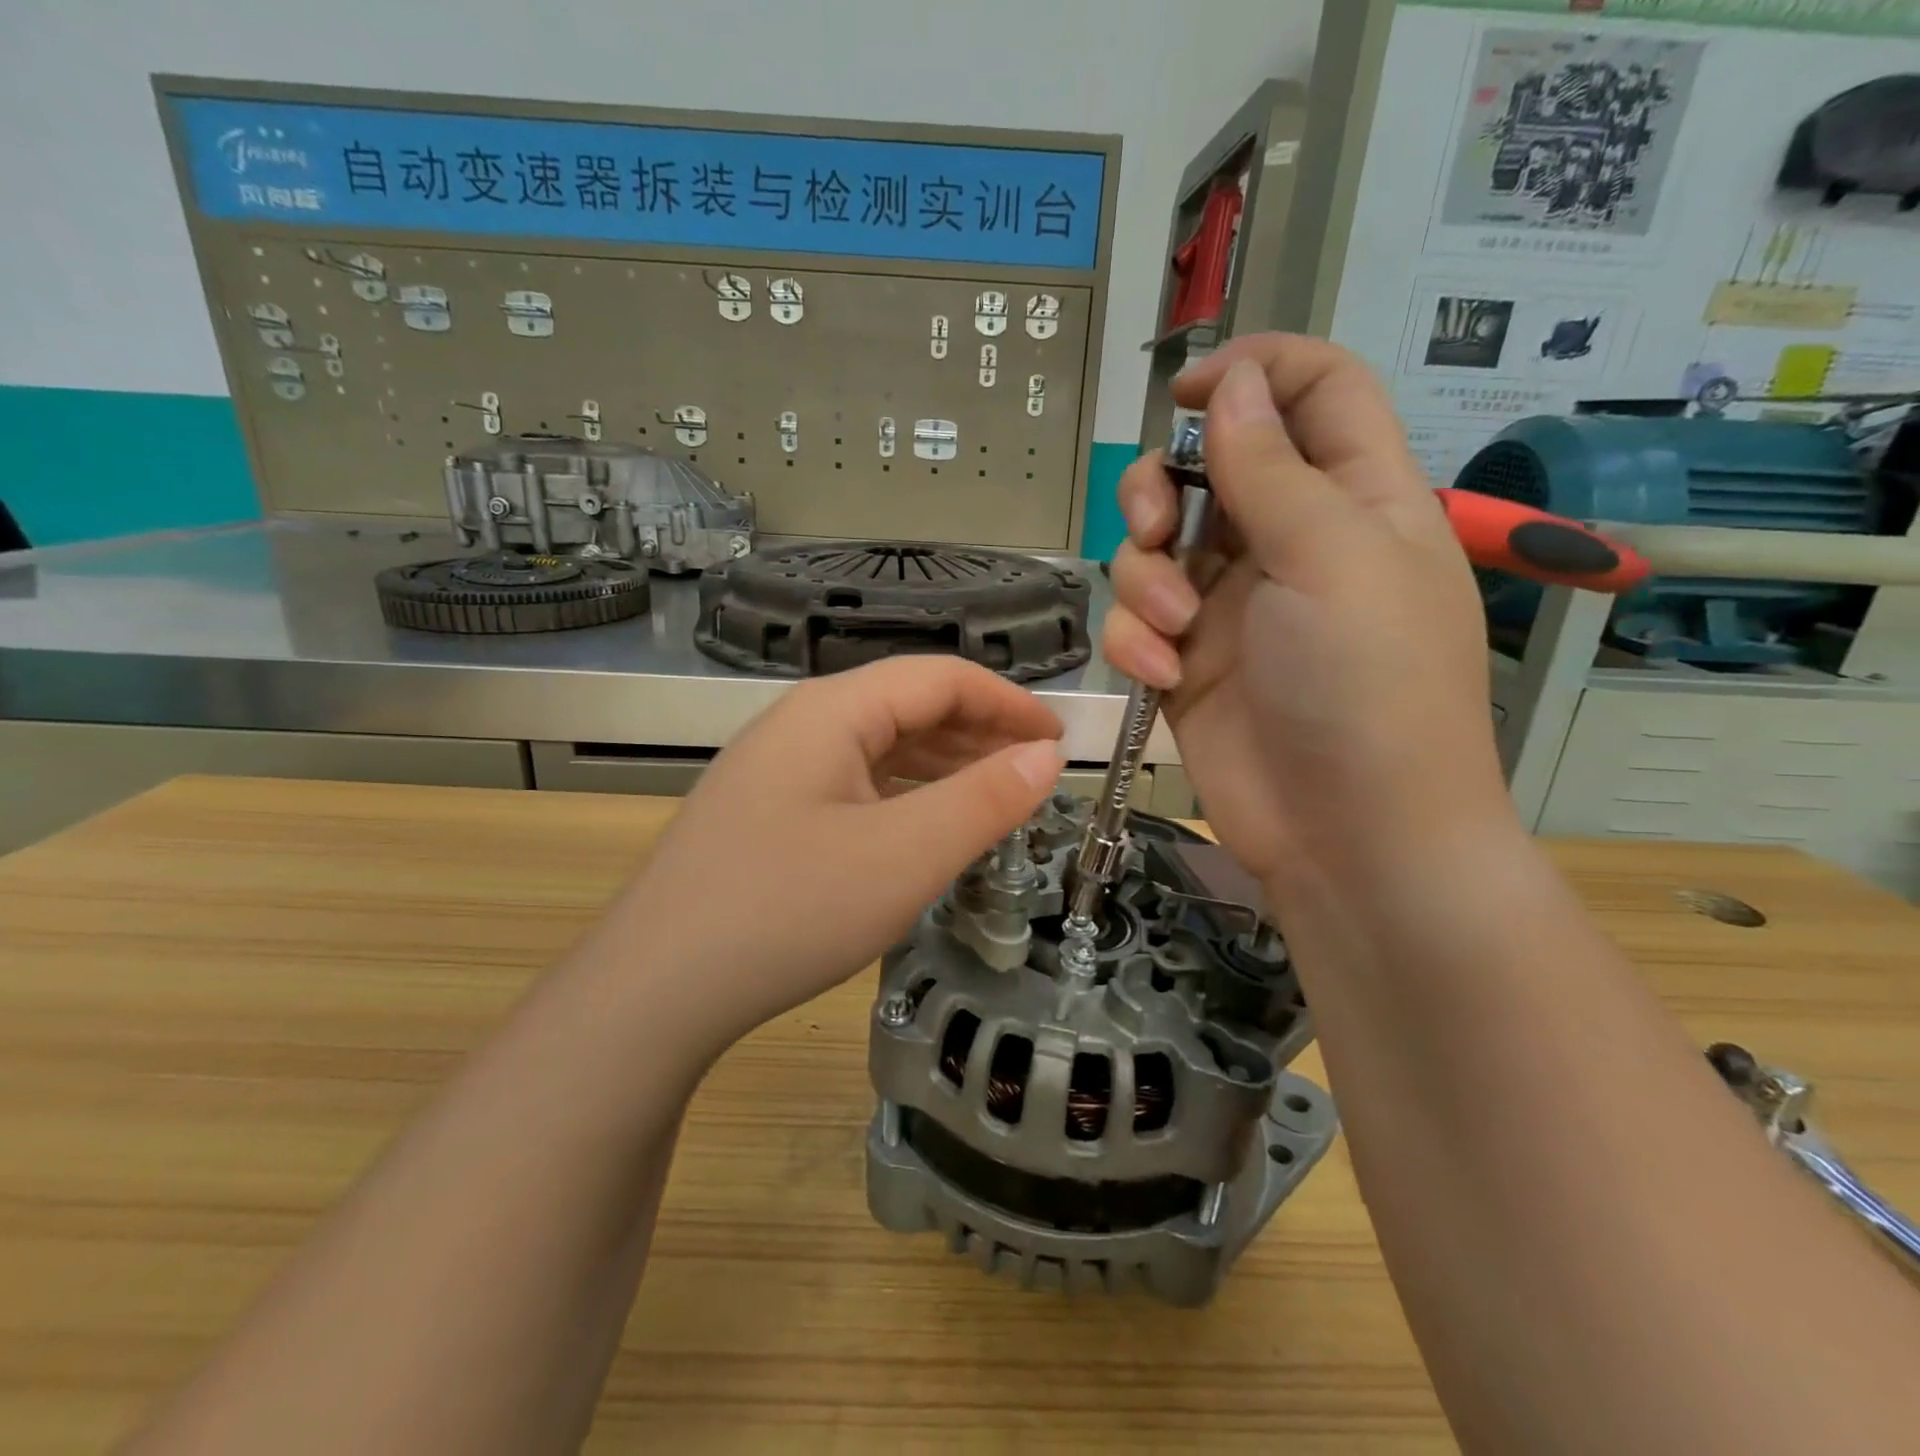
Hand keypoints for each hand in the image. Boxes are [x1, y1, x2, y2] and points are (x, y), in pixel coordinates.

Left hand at [608, 657, 1064, 1052]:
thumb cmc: (789, 910)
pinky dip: (903, 796)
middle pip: (907, 706)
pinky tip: (922, 828)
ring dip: (942, 765)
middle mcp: (800, 724)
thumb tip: (1045, 757)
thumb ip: (984, 800)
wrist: (654, 990)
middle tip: (1035, 773)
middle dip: (979, 733)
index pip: (940, 678)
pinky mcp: (766, 813)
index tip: (1059, 741)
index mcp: (832, 710)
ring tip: (993, 799)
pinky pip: (852, 785)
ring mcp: (776, 770)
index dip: (1008, 703)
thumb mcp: (905, 856)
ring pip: (878, 748)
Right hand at [1103, 334, 1511, 887]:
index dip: (1254, 372)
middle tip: (1154, 524)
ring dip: (1144, 579)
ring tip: (1172, 627)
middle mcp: (1286, 543)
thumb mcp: (1330, 558)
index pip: (1313, 393)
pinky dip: (1135, 640)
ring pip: (1153, 549)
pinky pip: (1136, 622)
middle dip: (1159, 489)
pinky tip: (1160, 674)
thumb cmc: (1367, 684)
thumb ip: (1270, 468)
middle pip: (1203, 470)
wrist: (1347, 833)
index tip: (1185, 391)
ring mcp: (1230, 606)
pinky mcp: (1187, 663)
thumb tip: (1233, 383)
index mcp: (1351, 498)